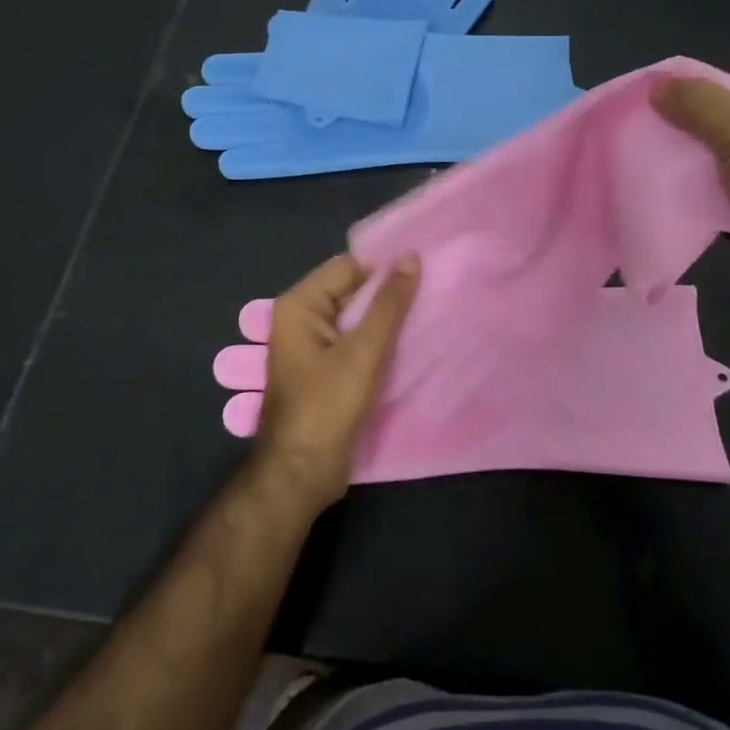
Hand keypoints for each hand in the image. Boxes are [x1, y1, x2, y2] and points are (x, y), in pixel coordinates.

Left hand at [254, 252, 419, 511]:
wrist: (301, 473)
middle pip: (350, 290)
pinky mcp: (323, 369)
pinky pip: (353, 341)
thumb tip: (410, 256)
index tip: (422, 270)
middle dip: (386, 293)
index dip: (383, 268)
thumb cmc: (328, 406)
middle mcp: (300, 318)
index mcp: (299, 305)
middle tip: (430, 291)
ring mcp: (310, 346)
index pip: (347, 267)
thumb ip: (389, 303)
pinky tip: (407, 342)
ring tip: (426, 313)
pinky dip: (376, 340)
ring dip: (384, 318)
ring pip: (354, 317)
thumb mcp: (364, 351)